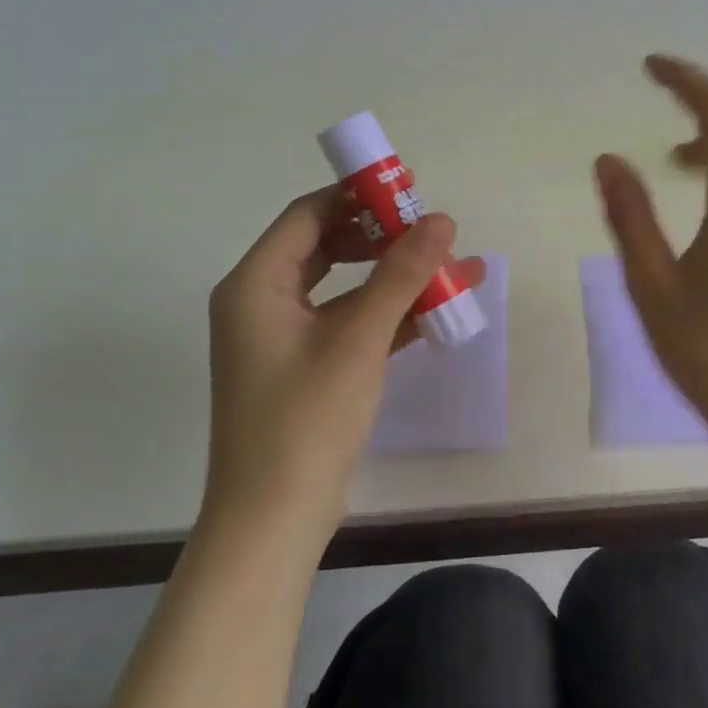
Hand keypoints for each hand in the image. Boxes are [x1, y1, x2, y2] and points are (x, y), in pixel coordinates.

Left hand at [203, 188, 484, 541]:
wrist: (274, 518)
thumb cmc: (306, 420)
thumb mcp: (358, 340)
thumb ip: (401, 275)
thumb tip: (443, 220)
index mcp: (255, 284)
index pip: (308, 215)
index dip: (358, 197)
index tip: (410, 189)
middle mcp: (262, 302)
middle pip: (326, 247)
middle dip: (383, 238)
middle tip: (434, 230)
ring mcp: (284, 338)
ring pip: (344, 288)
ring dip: (394, 279)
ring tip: (452, 268)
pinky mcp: (307, 368)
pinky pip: (349, 324)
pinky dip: (388, 316)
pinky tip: (437, 313)